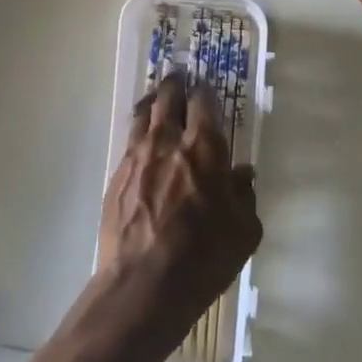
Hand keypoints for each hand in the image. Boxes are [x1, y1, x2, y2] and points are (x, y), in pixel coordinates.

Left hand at [95, 73, 260, 351]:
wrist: (143, 284)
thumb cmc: (204, 258)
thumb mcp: (244, 231)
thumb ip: (244, 195)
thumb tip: (242, 173)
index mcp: (205, 149)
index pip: (204, 103)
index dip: (206, 90)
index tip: (207, 85)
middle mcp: (169, 142)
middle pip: (169, 98)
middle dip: (176, 84)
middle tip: (180, 77)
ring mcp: (137, 157)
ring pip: (143, 113)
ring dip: (152, 99)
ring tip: (157, 94)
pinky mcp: (116, 175)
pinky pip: (129, 139)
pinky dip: (138, 128)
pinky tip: (141, 135)